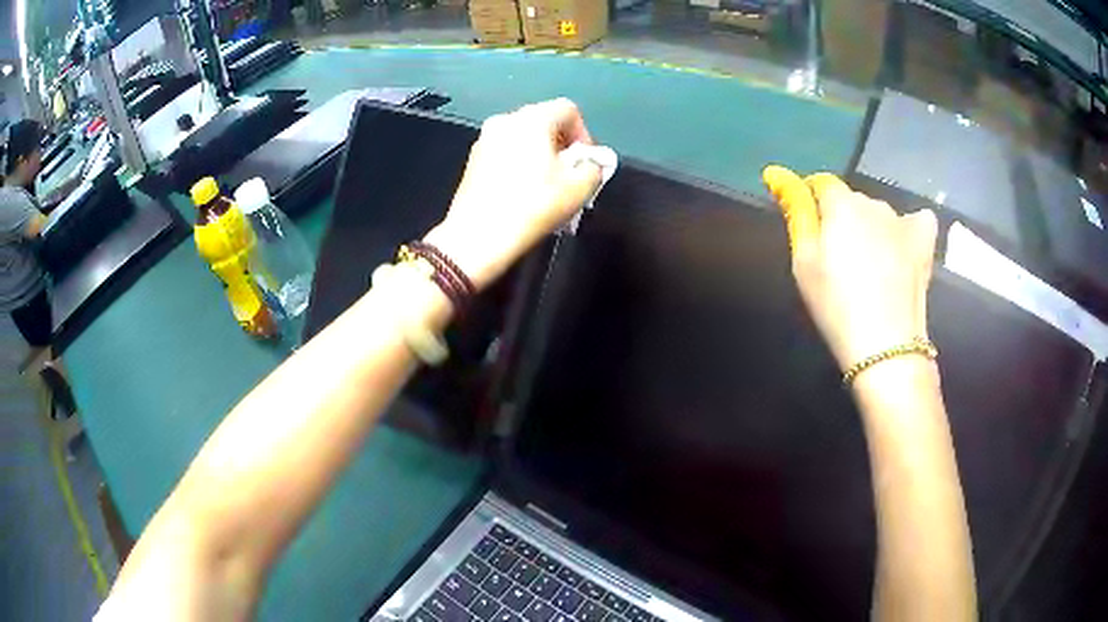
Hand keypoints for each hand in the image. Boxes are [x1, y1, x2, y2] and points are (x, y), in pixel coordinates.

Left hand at [424, 98, 603, 290]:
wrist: (479, 236)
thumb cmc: (532, 207)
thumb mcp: (579, 189)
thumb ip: (594, 168)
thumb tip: (592, 164)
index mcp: (532, 119)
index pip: (568, 110)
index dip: (584, 134)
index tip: (586, 163)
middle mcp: (505, 120)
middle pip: (544, 120)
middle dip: (562, 145)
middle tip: (570, 175)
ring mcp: (485, 139)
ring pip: (523, 137)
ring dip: (541, 154)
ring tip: (547, 185)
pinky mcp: (473, 159)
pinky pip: (505, 151)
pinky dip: (519, 162)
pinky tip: (523, 191)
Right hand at [763, 166, 937, 372]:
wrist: (885, 345)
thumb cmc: (836, 305)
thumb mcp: (804, 262)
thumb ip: (795, 214)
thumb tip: (777, 174)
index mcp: (841, 204)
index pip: (821, 183)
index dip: (811, 200)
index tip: (810, 228)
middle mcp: (873, 202)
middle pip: (852, 201)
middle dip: (842, 220)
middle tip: (838, 260)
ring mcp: (902, 221)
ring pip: (880, 214)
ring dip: (872, 229)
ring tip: (871, 267)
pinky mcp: (923, 242)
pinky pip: (918, 221)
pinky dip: (909, 229)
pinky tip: (904, 249)